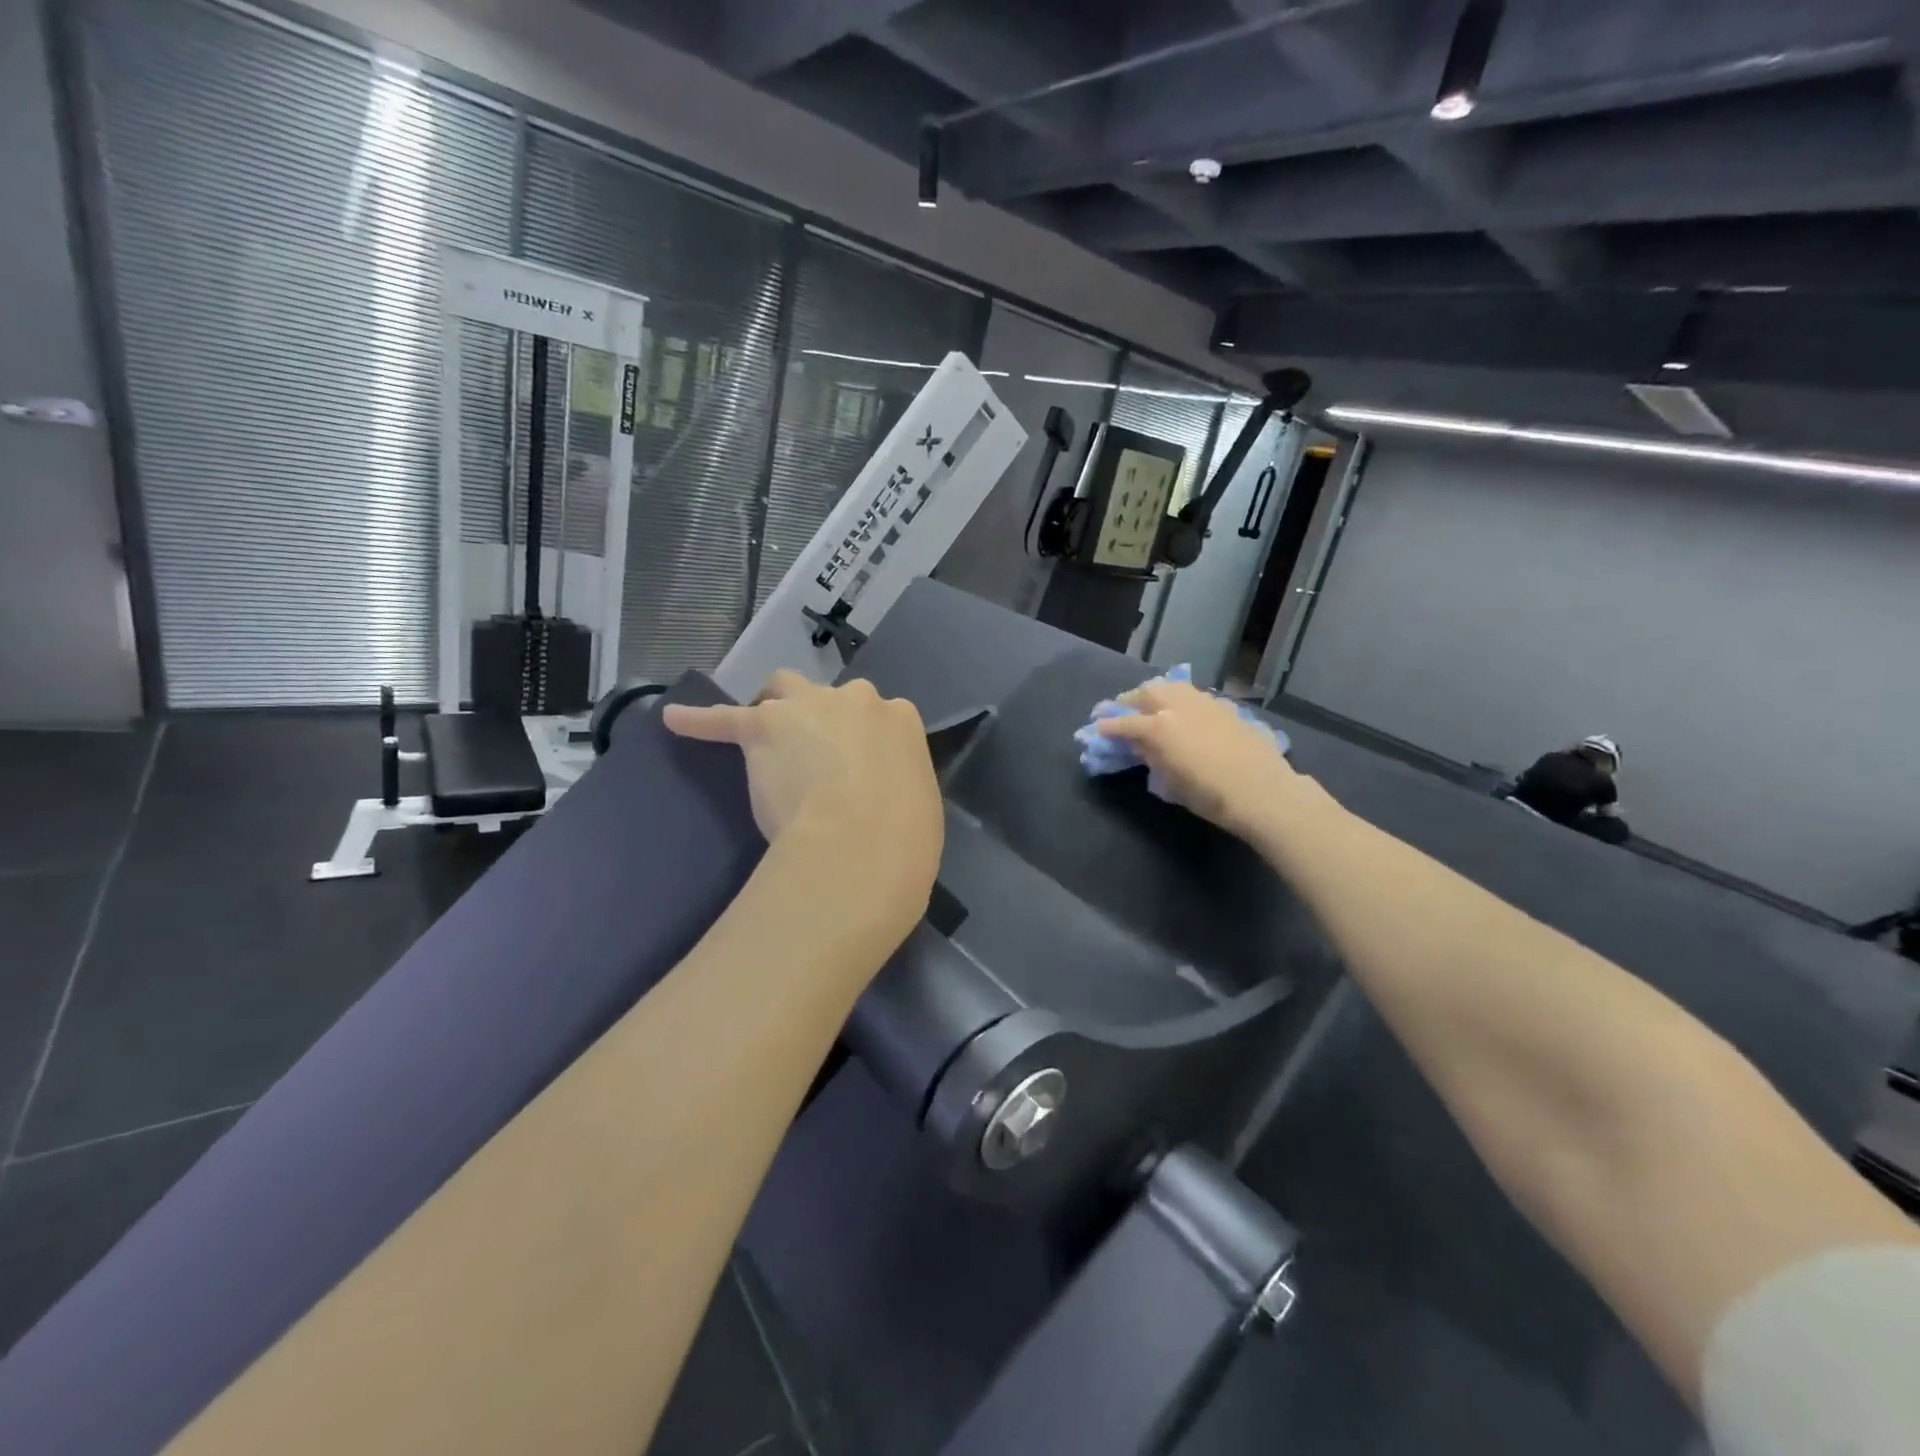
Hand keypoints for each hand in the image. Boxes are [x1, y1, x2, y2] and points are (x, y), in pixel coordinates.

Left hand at [663, 672, 943, 931]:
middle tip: (812, 752)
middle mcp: (856, 700)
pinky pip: (723, 719)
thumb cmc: (905, 836)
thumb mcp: (918, 803)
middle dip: (822, 716)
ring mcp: (806, 709)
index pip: (879, 717)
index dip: (863, 741)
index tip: (856, 766)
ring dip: (774, 708)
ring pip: (783, 689)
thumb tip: (882, 796)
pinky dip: (699, 721)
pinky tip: (675, 720)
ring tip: (761, 733)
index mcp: (900, 719)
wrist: (861, 844)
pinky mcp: (761, 728)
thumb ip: (897, 785)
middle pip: (831, 696)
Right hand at [1094, 677, 1310, 841]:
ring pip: (1171, 686)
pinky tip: (1183, 713)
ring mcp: (1203, 703)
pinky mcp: (1224, 707)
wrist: (1262, 791)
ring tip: (1150, 706)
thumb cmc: (1210, 796)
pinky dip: (1180, 700)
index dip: (1107, 727)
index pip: (1124, 723)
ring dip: (1155, 694)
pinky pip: (1193, 696)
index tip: (1096, 729)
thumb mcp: (1170, 781)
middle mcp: (1177, 707)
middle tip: (1121, 712)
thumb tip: (1140, 745)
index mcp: (1158, 728)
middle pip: (1145, 693)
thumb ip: (1152, 757)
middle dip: (1129, 701)